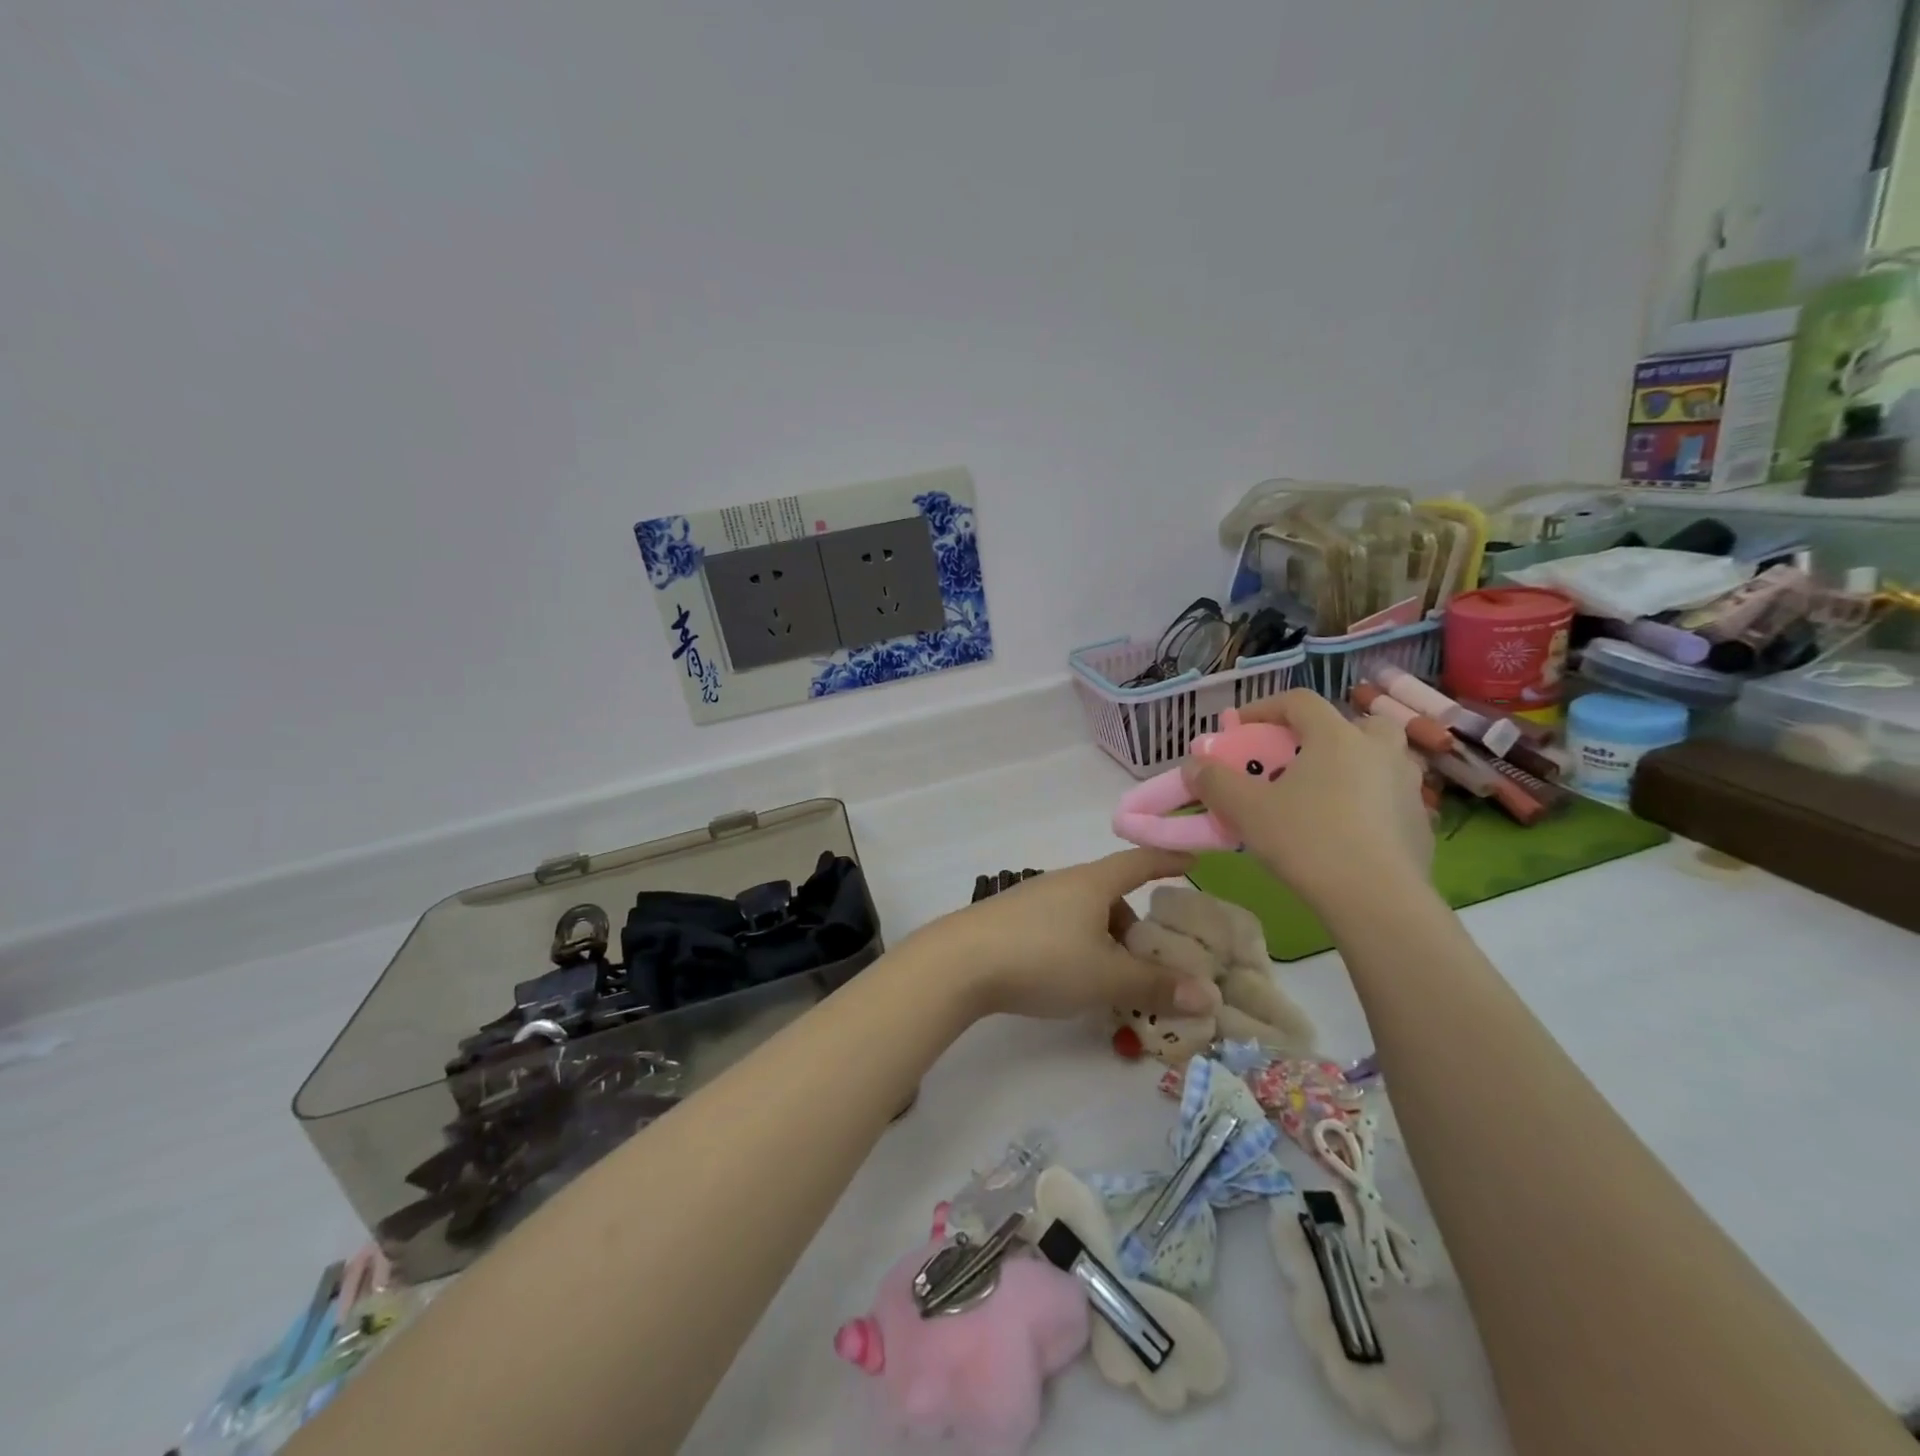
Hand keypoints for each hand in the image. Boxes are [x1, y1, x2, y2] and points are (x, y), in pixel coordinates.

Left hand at [913, 850, 1221, 1020]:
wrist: (959, 962)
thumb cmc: (1043, 959)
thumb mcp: (1107, 977)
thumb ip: (1157, 986)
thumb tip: (1209, 996)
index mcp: (1092, 883)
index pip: (1139, 862)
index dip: (1168, 860)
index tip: (1193, 862)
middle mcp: (1064, 883)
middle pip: (1111, 895)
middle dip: (1136, 924)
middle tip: (1153, 960)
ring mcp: (1032, 901)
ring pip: (1084, 915)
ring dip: (1106, 941)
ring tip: (1113, 982)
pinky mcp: (1010, 922)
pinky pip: (1060, 929)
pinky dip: (1079, 949)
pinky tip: (1072, 981)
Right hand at [1184, 689, 1432, 921]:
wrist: (1377, 900)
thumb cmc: (1308, 842)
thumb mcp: (1246, 810)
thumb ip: (1215, 782)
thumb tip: (1193, 764)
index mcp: (1337, 737)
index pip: (1299, 701)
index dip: (1265, 708)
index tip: (1239, 728)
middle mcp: (1379, 750)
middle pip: (1351, 723)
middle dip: (1320, 734)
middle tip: (1295, 759)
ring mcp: (1407, 786)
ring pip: (1376, 760)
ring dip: (1348, 766)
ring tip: (1320, 795)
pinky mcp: (1420, 822)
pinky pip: (1387, 797)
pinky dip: (1366, 802)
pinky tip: (1346, 832)